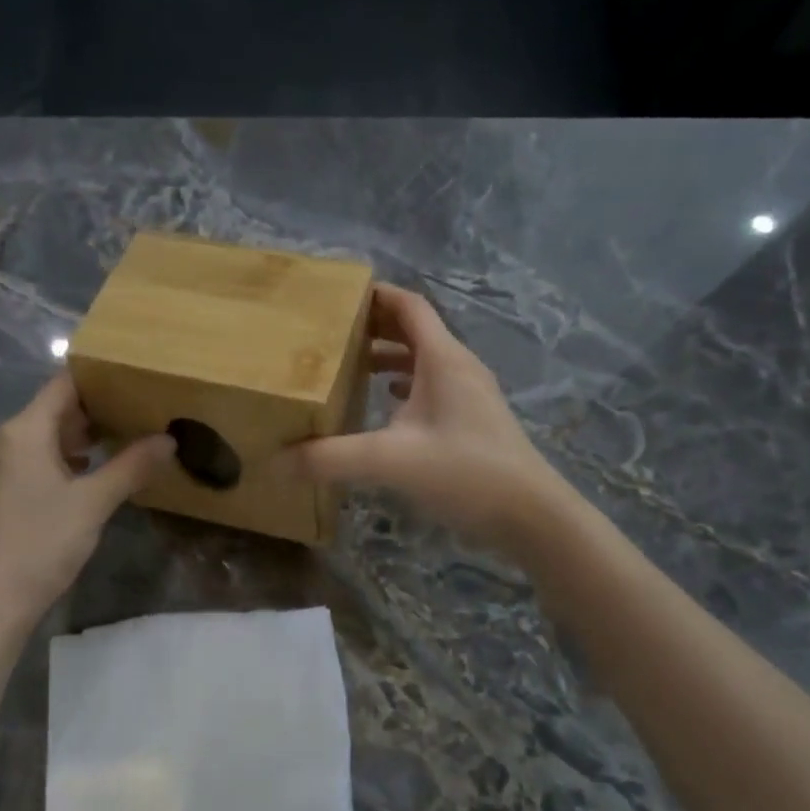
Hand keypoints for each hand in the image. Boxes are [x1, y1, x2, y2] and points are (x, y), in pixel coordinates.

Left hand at [0, 373, 174, 631]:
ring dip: (79, 436)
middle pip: (53, 409)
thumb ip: (132, 466)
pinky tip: (90, 469)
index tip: (134, 376)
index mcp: (21, 432)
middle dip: (95, 409)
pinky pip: (32, 456)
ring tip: (123, 436)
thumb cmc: (41, 545)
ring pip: (42, 435)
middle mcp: (1, 439)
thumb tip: (169, 440)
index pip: (63, 386)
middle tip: (139, 409)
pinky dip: (61, 457)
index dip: (98, 378)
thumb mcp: (94, 503)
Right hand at [286, 283, 565, 553]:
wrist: (531, 515)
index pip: (408, 305)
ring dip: (390, 356)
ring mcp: (470, 393)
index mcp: (443, 358)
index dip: (375, 295)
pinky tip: (386, 404)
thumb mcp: (390, 461)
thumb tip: (277, 459)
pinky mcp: (474, 419)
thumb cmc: (465, 473)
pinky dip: (406, 385)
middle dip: (375, 326)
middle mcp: (458, 366)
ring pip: (425, 359)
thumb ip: (331, 458)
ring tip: (352, 365)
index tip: (337, 297)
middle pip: (415, 329)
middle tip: (332, 333)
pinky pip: (434, 386)